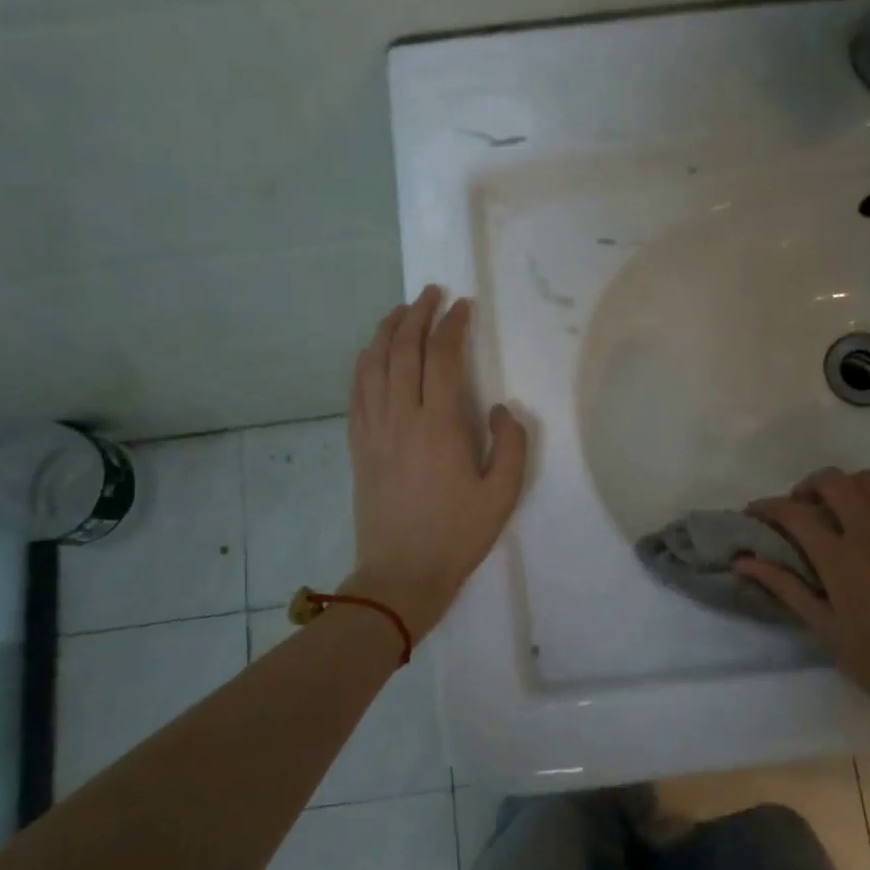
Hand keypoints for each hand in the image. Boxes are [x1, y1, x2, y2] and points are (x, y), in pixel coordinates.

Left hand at [344, 286, 528, 643]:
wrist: (401, 575)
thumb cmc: (458, 535)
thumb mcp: (503, 495)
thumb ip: (512, 444)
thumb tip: (502, 408)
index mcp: (440, 425)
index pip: (442, 357)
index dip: (452, 325)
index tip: (463, 306)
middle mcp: (401, 417)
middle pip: (403, 350)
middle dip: (417, 314)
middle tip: (431, 294)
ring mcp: (374, 430)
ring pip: (374, 364)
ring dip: (386, 331)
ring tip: (400, 311)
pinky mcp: (358, 445)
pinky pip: (357, 391)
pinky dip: (365, 363)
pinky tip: (372, 353)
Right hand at [735, 469, 869, 707]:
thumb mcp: (824, 627)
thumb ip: (785, 586)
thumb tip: (744, 561)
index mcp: (838, 557)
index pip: (793, 513)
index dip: (767, 507)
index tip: (754, 513)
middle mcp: (869, 532)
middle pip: (832, 481)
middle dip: (807, 486)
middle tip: (799, 509)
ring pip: (869, 481)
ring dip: (845, 488)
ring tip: (838, 510)